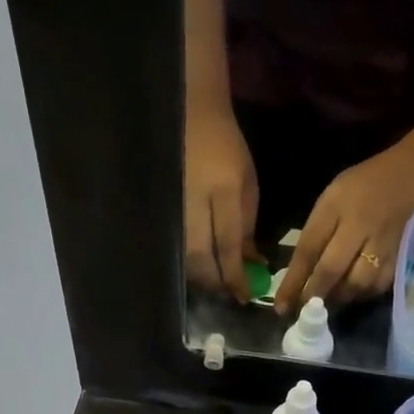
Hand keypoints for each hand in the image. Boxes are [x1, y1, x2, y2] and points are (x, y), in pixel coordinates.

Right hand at [184, 97, 261, 301]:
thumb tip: (250, 264)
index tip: (244, 296)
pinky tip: (195, 270)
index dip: (235, 275)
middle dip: (214, 282)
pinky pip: (173, 245)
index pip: (228, 245)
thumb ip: (247, 227)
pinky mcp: (162, 209)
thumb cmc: (227, 149)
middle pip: (200, 257)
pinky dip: (185, 263)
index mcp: (224, 191)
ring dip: (198, 277)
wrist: (192, 116)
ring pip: (182, 255)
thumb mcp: (248, 184)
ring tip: (212, 286)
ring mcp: (174, 206)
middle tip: (227, 295)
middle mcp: (195, 202)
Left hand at [276, 129, 413, 313]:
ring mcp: (383, 243)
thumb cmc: (366, 184)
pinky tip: (352, 294)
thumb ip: (316, 231)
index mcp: (336, 207)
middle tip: (302, 312)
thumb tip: (298, 273)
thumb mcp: (333, 197)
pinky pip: (378, 286)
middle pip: (331, 271)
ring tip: (327, 303)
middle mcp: (359, 226)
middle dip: (313, 296)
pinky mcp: (402, 255)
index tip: (280, 306)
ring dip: (338, 299)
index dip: (292, 281)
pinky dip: (362, 295)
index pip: (308, 250)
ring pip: (356, 284)